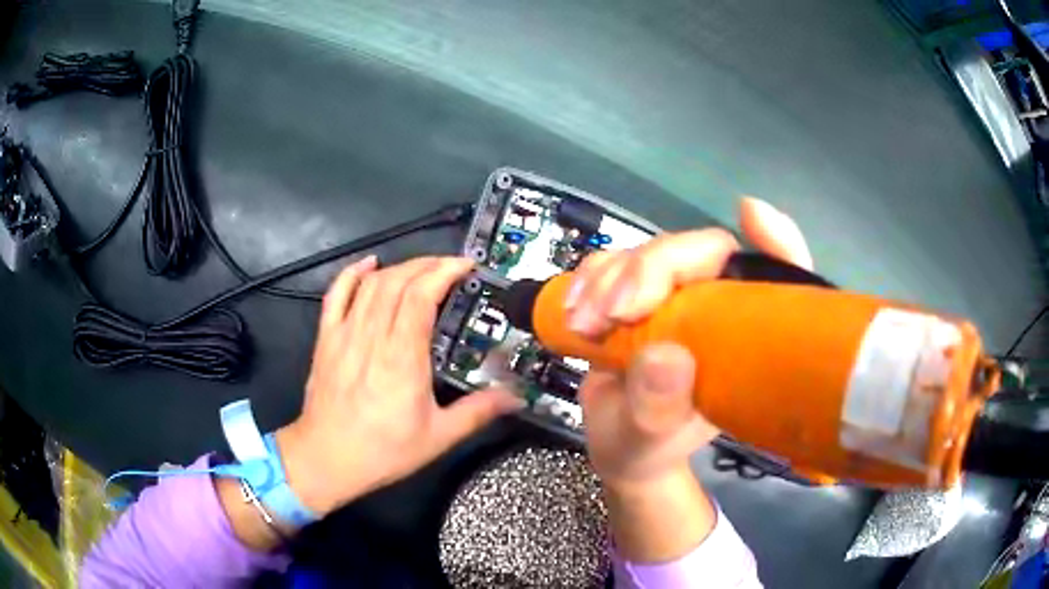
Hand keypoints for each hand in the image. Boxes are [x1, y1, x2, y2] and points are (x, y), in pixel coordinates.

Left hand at [275, 256, 522, 516]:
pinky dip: (352, 273)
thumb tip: (517, 398)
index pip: (421, 296)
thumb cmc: (384, 450)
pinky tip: (369, 264)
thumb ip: (478, 412)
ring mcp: (345, 333)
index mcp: (402, 357)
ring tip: (421, 268)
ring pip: (371, 284)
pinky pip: (336, 294)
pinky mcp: (326, 338)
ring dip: (399, 267)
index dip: (444, 272)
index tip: (465, 266)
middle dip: (427, 264)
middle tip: (450, 266)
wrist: (327, 459)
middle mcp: (372, 336)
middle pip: (398, 281)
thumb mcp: (439, 436)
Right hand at [568, 197, 812, 560]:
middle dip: (649, 270)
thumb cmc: (647, 447)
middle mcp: (716, 308)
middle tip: (611, 313)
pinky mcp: (637, 294)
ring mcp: (675, 297)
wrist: (615, 445)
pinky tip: (574, 311)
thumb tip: (666, 355)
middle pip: (698, 251)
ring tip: (582, 324)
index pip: (778, 279)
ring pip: (649, 251)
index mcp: (742, 339)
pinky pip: (614, 262)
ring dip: (608, 277)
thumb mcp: (651, 441)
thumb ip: (658, 410)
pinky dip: (590, 278)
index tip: (749, 216)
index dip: (777, 242)